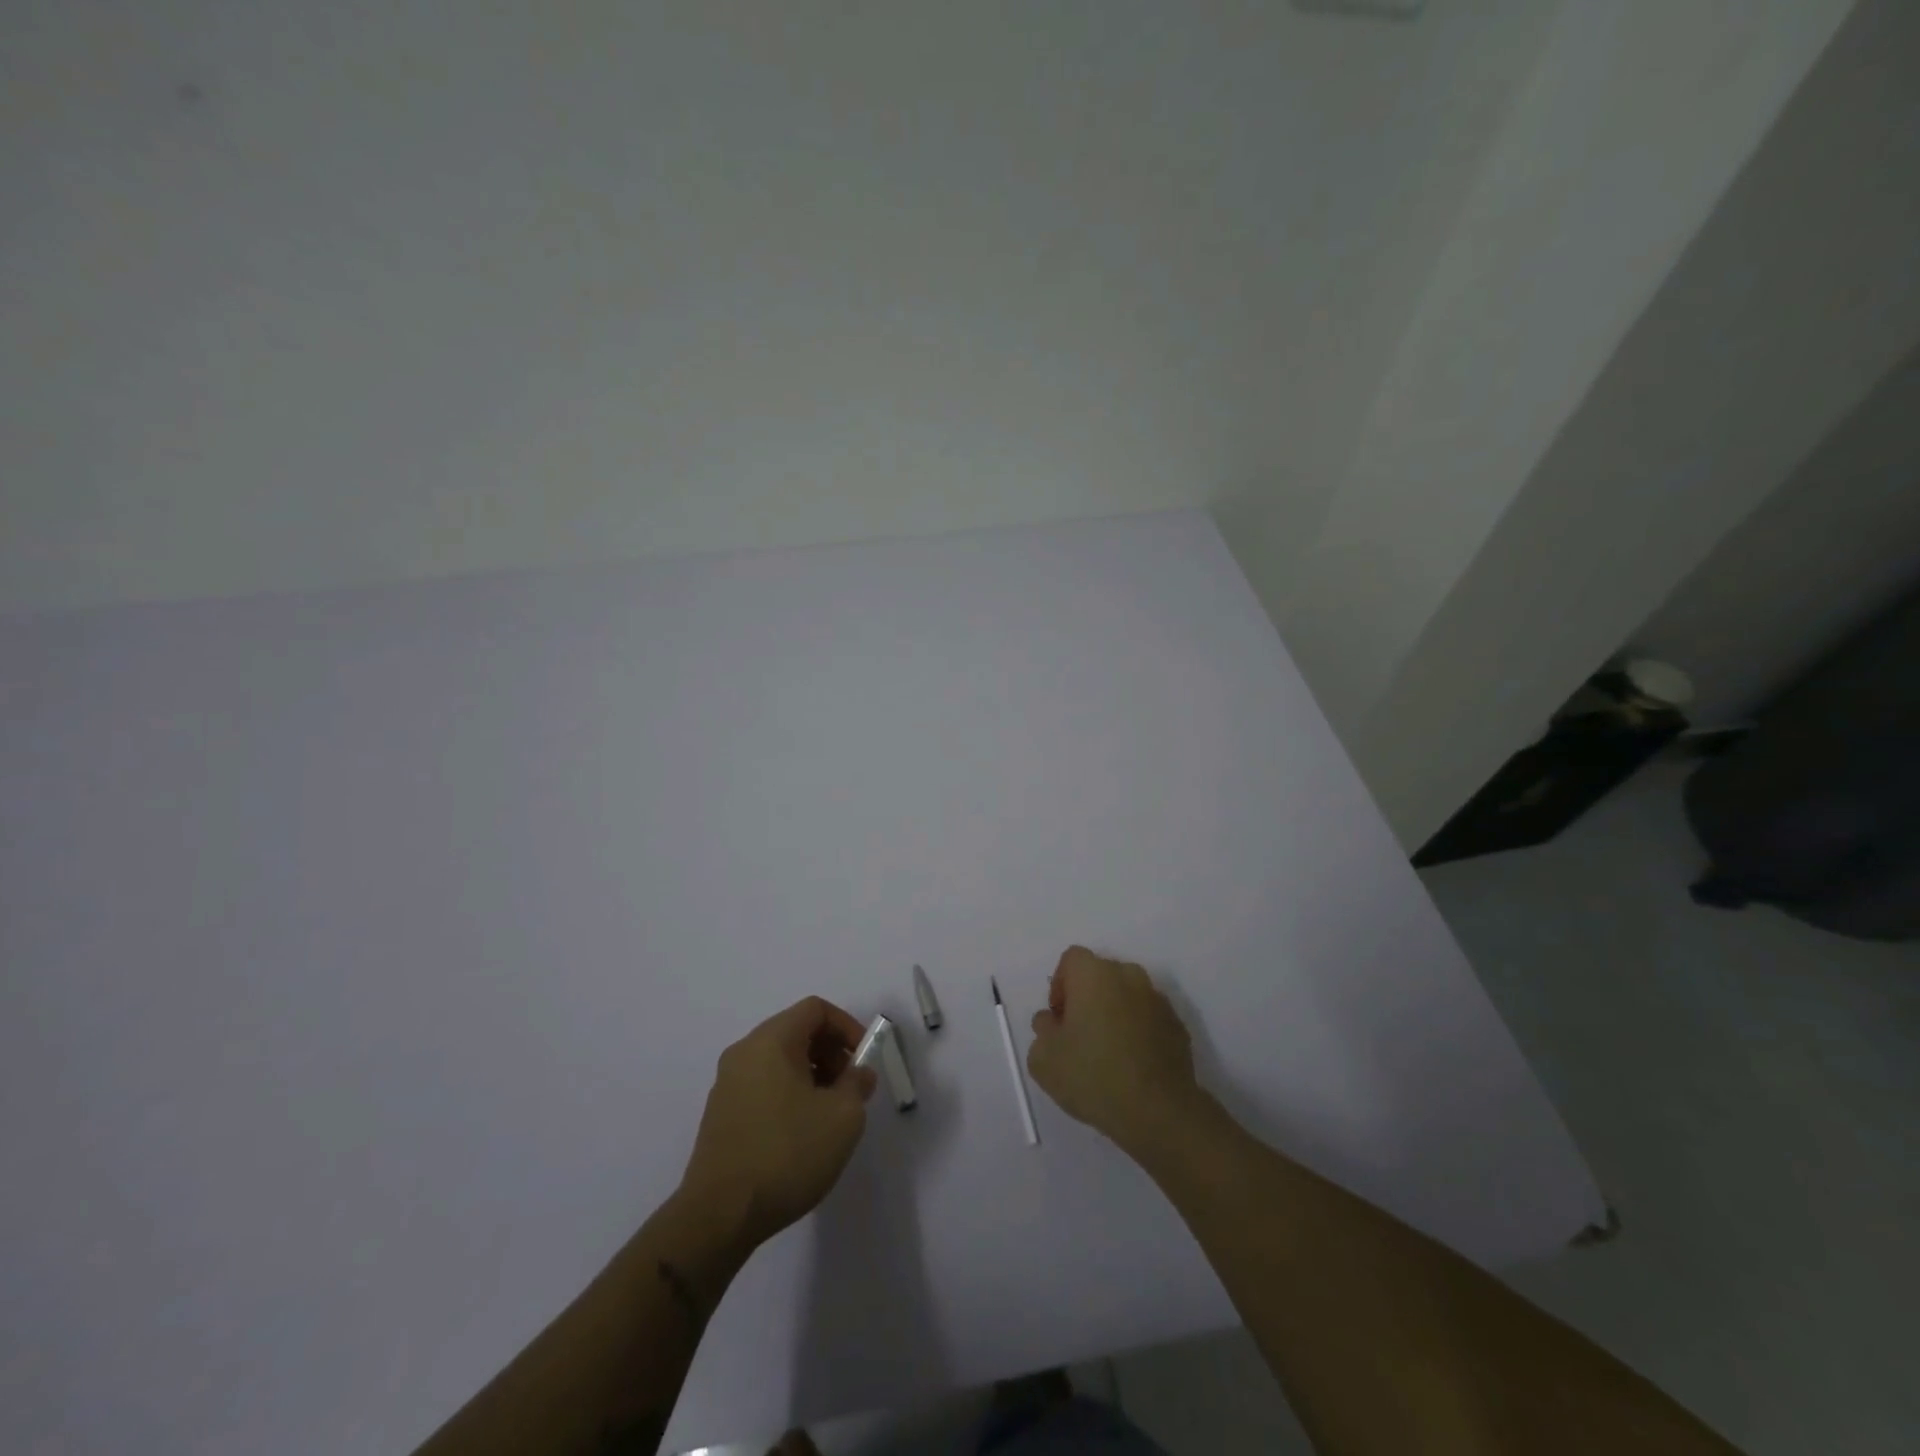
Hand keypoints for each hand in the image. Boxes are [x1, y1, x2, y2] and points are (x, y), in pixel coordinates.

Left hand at [679, 997, 876, 1250]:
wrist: (719, 1216)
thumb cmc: (787, 1154)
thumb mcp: (843, 1117)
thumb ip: (858, 1084)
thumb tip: (858, 1073)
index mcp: (771, 1040)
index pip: (815, 1009)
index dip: (847, 1026)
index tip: (864, 1059)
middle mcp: (744, 1052)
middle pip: (796, 1031)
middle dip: (830, 1052)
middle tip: (851, 1087)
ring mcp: (727, 1084)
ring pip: (779, 1060)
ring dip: (811, 1075)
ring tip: (829, 1114)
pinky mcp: (720, 1114)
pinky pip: (763, 1085)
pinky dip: (789, 1093)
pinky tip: (801, 1134)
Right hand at [1026, 946, 1202, 1151]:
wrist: (1159, 1112)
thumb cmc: (1093, 1076)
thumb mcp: (1044, 1059)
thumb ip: (1042, 1030)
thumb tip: (1052, 1022)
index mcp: (1094, 974)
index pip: (1071, 960)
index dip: (1060, 986)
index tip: (1058, 1020)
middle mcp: (1129, 976)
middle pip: (1100, 975)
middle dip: (1087, 998)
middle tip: (1079, 1036)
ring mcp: (1158, 1000)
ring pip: (1127, 996)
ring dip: (1114, 1013)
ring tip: (1107, 1053)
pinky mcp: (1178, 1026)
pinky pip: (1148, 1018)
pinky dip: (1138, 1031)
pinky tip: (1132, 1065)